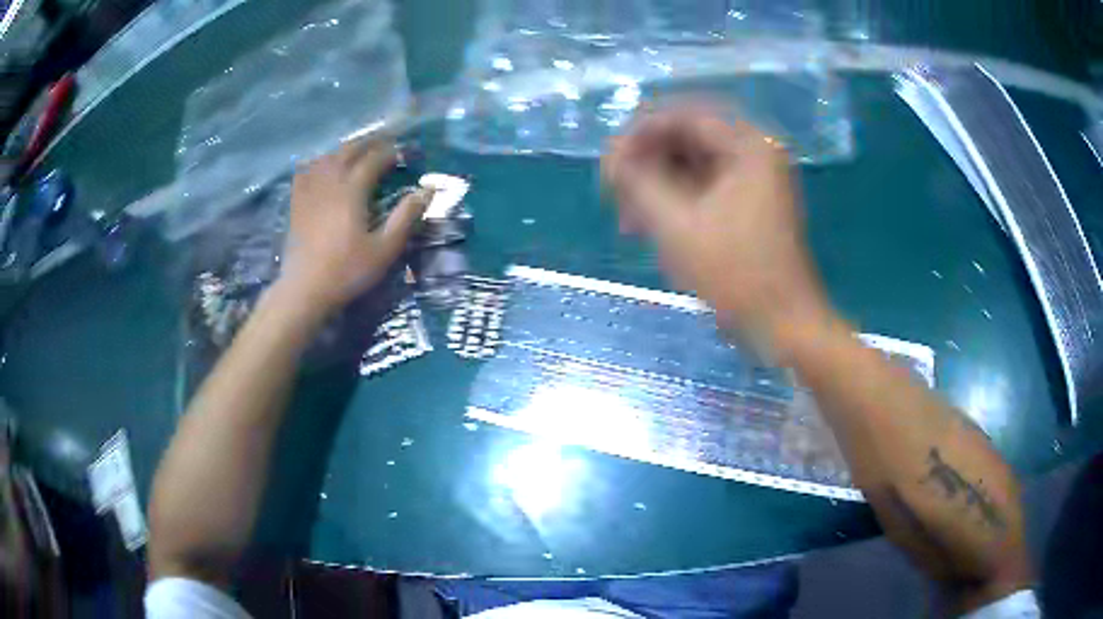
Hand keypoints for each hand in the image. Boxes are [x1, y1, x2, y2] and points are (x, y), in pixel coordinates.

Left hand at [276, 137, 431, 315]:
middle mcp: (329, 182)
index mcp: (352, 190)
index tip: (404, 153)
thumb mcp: (384, 249)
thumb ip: (406, 217)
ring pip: (327, 157)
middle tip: (384, 144)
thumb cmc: (347, 272)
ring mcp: (309, 191)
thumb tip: (428, 191)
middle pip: (348, 150)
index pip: (374, 159)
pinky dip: (317, 162)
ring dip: (344, 149)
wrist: (304, 290)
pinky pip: (305, 171)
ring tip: (357, 151)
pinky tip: (321, 166)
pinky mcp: (297, 203)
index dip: (391, 152)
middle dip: (368, 143)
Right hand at [603, 106, 831, 354]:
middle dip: (646, 162)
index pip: (683, 117)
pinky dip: (676, 201)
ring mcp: (754, 179)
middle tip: (614, 190)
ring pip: (693, 164)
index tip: (609, 161)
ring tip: (627, 216)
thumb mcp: (677, 225)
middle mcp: (754, 152)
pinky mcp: (749, 203)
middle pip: (688, 138)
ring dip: (657, 184)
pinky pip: (704, 187)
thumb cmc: (736, 274)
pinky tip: (650, 225)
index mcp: (748, 146)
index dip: (639, 133)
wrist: (782, 323)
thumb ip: (638, 182)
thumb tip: (612, 158)